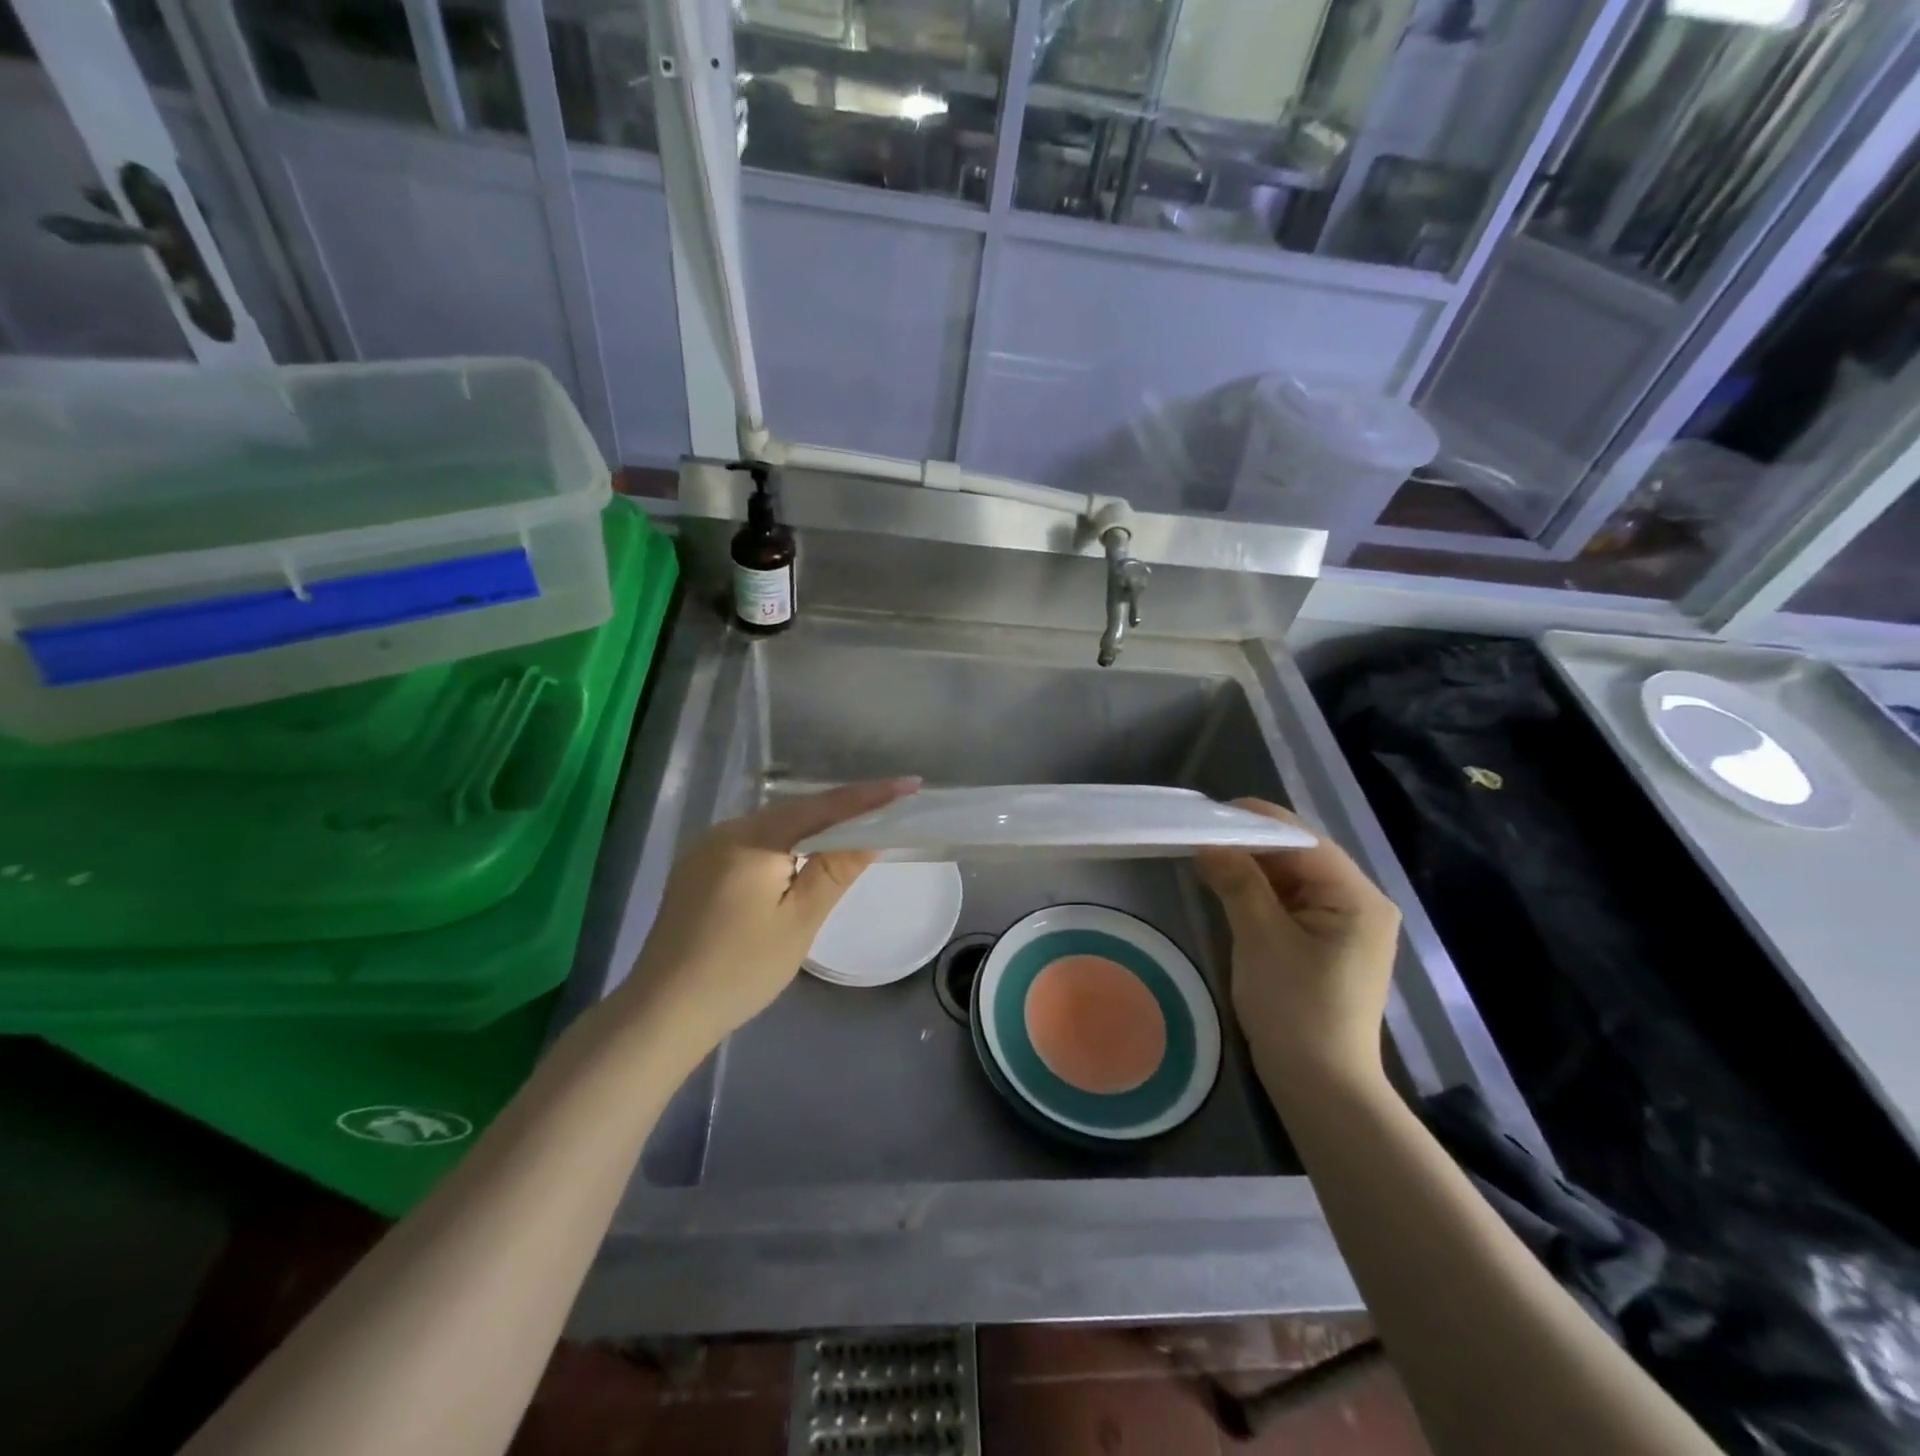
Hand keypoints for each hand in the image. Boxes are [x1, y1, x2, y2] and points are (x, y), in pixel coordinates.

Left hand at [618, 779, 920, 1053]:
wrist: (662, 1012)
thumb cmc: (740, 969)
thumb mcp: (799, 921)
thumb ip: (836, 870)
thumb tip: (871, 834)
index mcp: (753, 839)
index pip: (823, 807)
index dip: (870, 796)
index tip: (911, 784)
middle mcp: (726, 831)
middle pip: (796, 812)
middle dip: (842, 810)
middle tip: (888, 808)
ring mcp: (706, 849)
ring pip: (774, 828)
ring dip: (813, 829)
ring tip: (855, 831)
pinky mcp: (697, 869)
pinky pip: (753, 844)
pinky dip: (785, 845)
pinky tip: (800, 860)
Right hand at [1195, 799, 1401, 1098]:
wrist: (1322, 1087)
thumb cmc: (1296, 1009)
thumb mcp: (1261, 938)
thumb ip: (1237, 881)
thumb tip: (1208, 842)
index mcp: (1357, 897)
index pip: (1303, 840)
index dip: (1255, 821)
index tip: (1208, 813)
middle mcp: (1360, 904)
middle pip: (1300, 856)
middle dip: (1250, 845)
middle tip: (1200, 834)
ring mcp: (1346, 926)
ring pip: (1293, 879)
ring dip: (1253, 869)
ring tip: (1207, 855)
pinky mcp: (1329, 946)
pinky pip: (1292, 904)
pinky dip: (1260, 893)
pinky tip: (1228, 888)